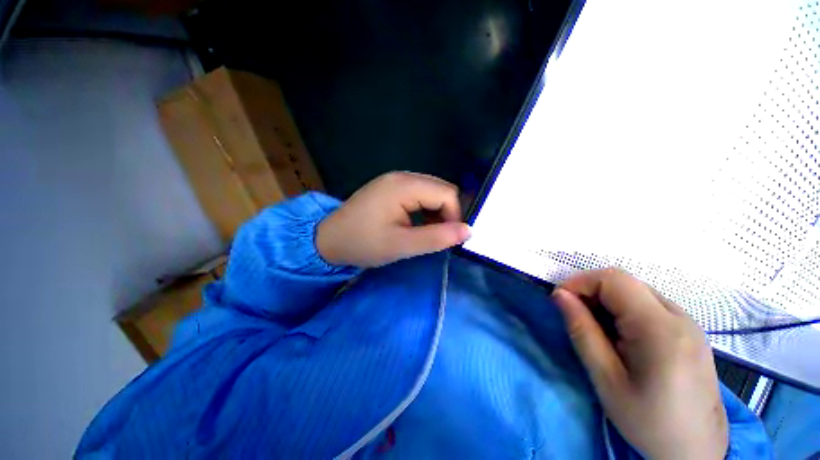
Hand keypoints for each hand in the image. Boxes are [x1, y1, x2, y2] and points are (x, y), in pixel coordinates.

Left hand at [316, 172, 470, 267]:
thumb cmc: (363, 243)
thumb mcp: (402, 245)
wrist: (328, 240)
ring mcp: (395, 180)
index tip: (448, 239)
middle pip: (441, 189)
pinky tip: (416, 223)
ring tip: (426, 232)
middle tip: (437, 237)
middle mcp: (402, 176)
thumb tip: (468, 230)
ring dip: (436, 212)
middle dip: (447, 213)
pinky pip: (419, 193)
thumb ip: (437, 238)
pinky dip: (425, 209)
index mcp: (404, 186)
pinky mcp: (391, 187)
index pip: (447, 194)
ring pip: (432, 191)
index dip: (455, 216)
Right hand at [552, 269, 727, 459]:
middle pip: (624, 281)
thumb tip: (559, 295)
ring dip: (606, 300)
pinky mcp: (689, 329)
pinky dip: (623, 309)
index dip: (580, 282)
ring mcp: (688, 321)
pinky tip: (620, 335)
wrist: (697, 449)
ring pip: (635, 290)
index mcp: (660, 328)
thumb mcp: (606, 379)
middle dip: (590, 290)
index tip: (561, 301)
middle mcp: (679, 316)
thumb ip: (582, 331)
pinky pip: (648, 303)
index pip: (613, 279)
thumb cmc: (649, 421)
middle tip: (575, 316)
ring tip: (596, 329)